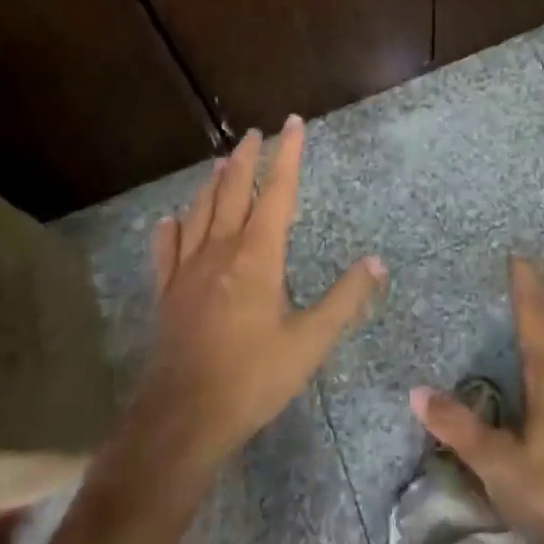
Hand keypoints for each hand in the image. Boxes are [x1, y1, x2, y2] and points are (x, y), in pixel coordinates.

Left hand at [137, 117, 385, 475]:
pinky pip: (166, 252)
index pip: (277, 192)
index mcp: (258, 256)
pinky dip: (169, 231)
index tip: (292, 123)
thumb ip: (345, 300)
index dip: (286, 155)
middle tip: (252, 133)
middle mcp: (221, 251)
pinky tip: (168, 220)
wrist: (183, 419)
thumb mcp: (310, 341)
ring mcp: (188, 272)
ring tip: (219, 162)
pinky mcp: (167, 295)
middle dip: (245, 159)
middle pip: (233, 191)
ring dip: (212, 184)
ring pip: (200, 213)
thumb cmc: (253, 377)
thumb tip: (377, 262)